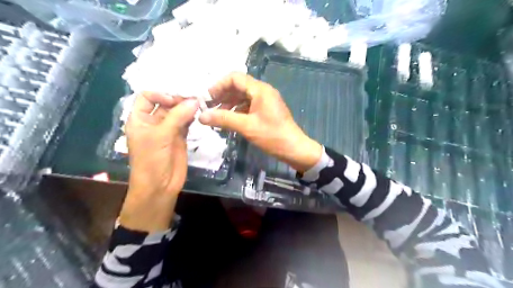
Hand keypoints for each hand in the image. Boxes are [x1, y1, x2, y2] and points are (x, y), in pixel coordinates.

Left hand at [122, 94, 198, 232]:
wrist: (160, 186)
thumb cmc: (151, 160)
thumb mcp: (161, 136)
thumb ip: (178, 116)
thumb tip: (195, 100)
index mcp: (140, 119)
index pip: (147, 96)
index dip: (160, 94)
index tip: (176, 100)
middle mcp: (153, 121)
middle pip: (165, 103)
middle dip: (179, 100)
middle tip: (195, 99)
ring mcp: (168, 130)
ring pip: (178, 112)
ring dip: (188, 108)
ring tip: (200, 104)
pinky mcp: (180, 137)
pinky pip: (186, 122)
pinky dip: (192, 117)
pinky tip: (199, 115)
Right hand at [199, 73, 318, 171]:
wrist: (294, 149)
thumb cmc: (272, 136)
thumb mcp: (246, 126)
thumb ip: (223, 119)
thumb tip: (201, 116)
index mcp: (260, 90)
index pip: (234, 78)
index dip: (218, 86)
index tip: (207, 99)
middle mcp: (263, 91)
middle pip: (238, 87)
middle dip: (222, 96)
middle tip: (209, 108)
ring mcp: (265, 101)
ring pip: (242, 97)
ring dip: (229, 105)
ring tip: (217, 117)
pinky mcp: (266, 111)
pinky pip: (248, 106)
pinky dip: (237, 111)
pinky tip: (229, 121)